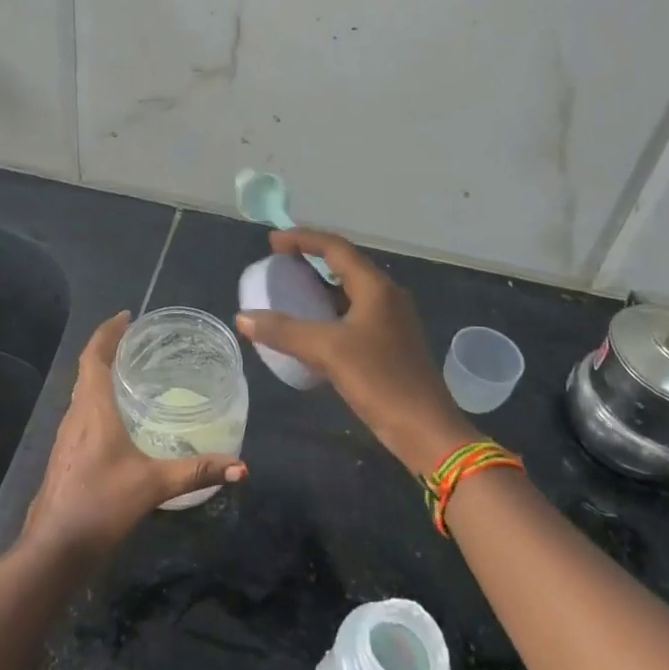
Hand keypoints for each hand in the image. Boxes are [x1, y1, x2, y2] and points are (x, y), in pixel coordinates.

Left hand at [24, 311, 247, 559]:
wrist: (54, 549)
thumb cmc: (101, 505)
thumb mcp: (153, 485)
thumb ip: (196, 472)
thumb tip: (241, 466)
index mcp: (93, 409)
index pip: (94, 356)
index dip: (107, 332)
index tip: (127, 316)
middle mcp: (76, 415)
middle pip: (87, 369)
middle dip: (108, 348)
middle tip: (137, 339)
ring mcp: (66, 436)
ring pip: (82, 391)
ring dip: (101, 373)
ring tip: (131, 369)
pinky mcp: (65, 455)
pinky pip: (82, 411)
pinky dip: (98, 398)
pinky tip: (117, 416)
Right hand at [236, 229, 476, 475]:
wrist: (426, 431)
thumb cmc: (380, 381)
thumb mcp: (327, 352)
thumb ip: (284, 332)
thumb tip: (242, 317)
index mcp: (375, 287)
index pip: (335, 247)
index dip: (302, 239)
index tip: (272, 241)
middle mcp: (386, 296)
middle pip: (344, 264)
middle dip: (310, 259)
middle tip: (278, 263)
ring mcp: (391, 320)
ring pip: (349, 291)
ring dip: (319, 286)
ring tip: (289, 291)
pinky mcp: (390, 343)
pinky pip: (353, 314)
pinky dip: (329, 311)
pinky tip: (311, 328)